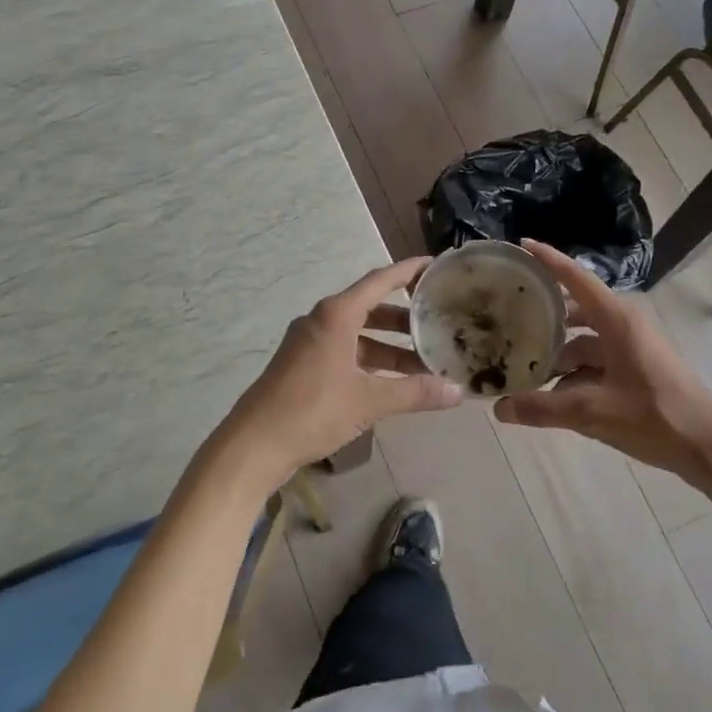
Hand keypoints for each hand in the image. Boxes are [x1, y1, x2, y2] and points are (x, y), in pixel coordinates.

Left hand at [211, 258, 463, 491]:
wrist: (253, 446)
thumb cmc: (312, 411)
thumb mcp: (369, 401)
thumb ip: (415, 393)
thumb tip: (458, 392)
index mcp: (336, 315)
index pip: (380, 280)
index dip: (408, 271)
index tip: (435, 265)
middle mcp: (321, 320)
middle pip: (371, 308)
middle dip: (405, 319)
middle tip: (437, 325)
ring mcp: (308, 344)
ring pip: (358, 335)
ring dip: (389, 347)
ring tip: (422, 362)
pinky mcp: (302, 366)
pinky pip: (345, 352)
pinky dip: (370, 361)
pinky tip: (391, 382)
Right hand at [494, 242, 711, 484]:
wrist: (708, 447)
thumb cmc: (654, 416)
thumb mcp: (593, 412)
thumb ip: (543, 408)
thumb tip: (499, 408)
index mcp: (617, 319)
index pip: (575, 278)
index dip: (548, 260)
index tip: (521, 245)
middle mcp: (624, 324)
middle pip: (575, 312)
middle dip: (544, 318)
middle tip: (507, 320)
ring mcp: (632, 347)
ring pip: (584, 343)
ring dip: (557, 355)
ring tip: (522, 369)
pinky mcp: (636, 368)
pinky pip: (596, 362)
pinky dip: (575, 375)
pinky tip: (552, 397)